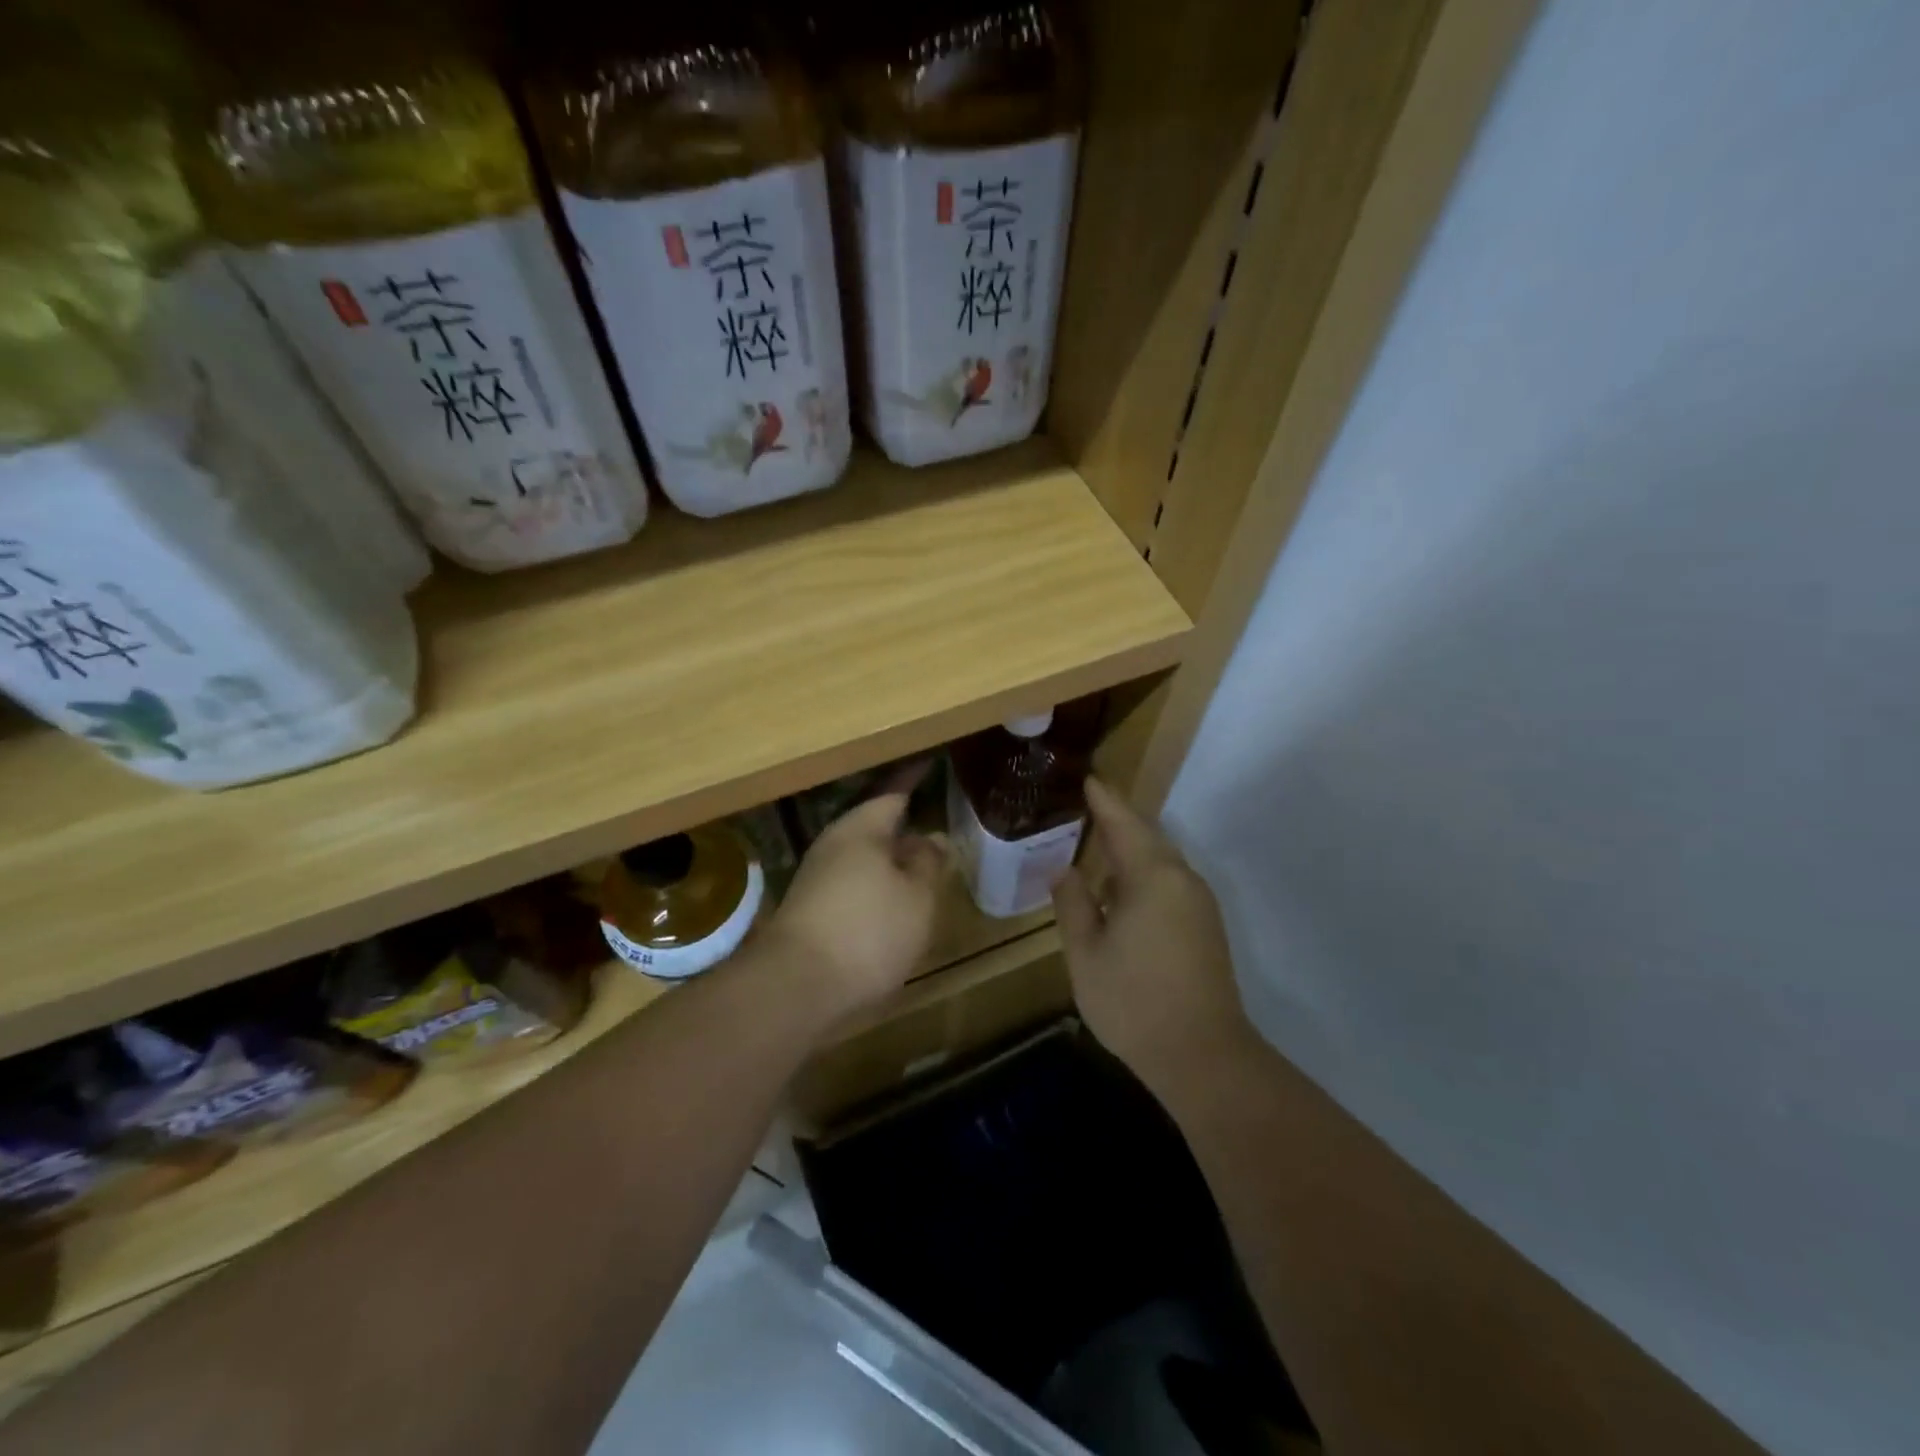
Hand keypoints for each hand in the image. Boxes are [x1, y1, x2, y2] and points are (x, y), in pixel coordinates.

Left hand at [765, 782, 946, 1022]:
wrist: (796, 989)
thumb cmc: (868, 931)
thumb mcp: (917, 897)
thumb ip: (928, 863)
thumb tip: (932, 838)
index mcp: (861, 829)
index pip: (892, 793)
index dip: (913, 780)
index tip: (930, 764)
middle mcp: (834, 845)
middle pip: (874, 826)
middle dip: (903, 826)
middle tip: (935, 825)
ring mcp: (817, 879)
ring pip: (862, 858)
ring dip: (890, 860)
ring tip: (921, 867)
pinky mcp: (810, 911)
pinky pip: (852, 884)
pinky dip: (875, 886)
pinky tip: (893, 904)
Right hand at [1053, 778, 1252, 1095]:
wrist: (1203, 1056)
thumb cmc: (1134, 1001)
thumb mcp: (1086, 953)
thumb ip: (1073, 904)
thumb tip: (1065, 870)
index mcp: (1153, 877)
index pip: (1124, 823)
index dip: (1103, 799)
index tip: (1085, 777)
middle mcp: (1182, 880)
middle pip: (1146, 836)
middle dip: (1116, 820)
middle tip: (1083, 807)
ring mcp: (1198, 903)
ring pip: (1160, 860)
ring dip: (1129, 849)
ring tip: (1095, 844)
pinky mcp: (1205, 926)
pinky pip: (1169, 882)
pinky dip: (1142, 873)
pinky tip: (1119, 889)